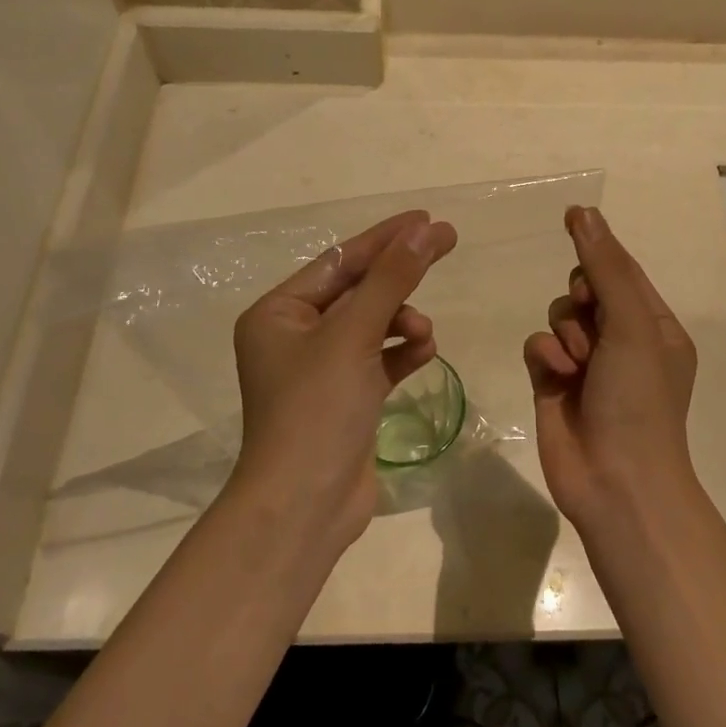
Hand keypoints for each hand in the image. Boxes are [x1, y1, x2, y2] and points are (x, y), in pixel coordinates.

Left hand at [231, 210, 457, 550]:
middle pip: (357, 290)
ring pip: (372, 325)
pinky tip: (425, 351)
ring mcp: (322, 369)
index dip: (385, 238)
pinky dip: (402, 351)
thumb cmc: (316, 410)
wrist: (304, 506)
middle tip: (446, 244)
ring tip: (423, 330)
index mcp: (278, 313)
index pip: (339, 261)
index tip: (428, 219)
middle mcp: (295, 336)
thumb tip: (425, 230)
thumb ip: (391, 280)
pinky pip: (380, 359)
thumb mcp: (353, 336)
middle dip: (399, 275)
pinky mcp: (347, 397)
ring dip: (402, 319)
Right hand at [523, 206, 697, 536]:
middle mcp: (621, 341)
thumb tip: (584, 212)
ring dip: (565, 332)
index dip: (598, 247)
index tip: (571, 218)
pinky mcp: (553, 384)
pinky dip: (544, 354)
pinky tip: (555, 376)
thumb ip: (606, 268)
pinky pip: (538, 345)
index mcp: (653, 325)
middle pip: (585, 289)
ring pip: (559, 316)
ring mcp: (586, 364)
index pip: (622, 270)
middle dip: (581, 299)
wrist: (616, 481)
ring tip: (577, 363)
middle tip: (588, 315)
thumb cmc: (639, 399)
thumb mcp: (632, 325)